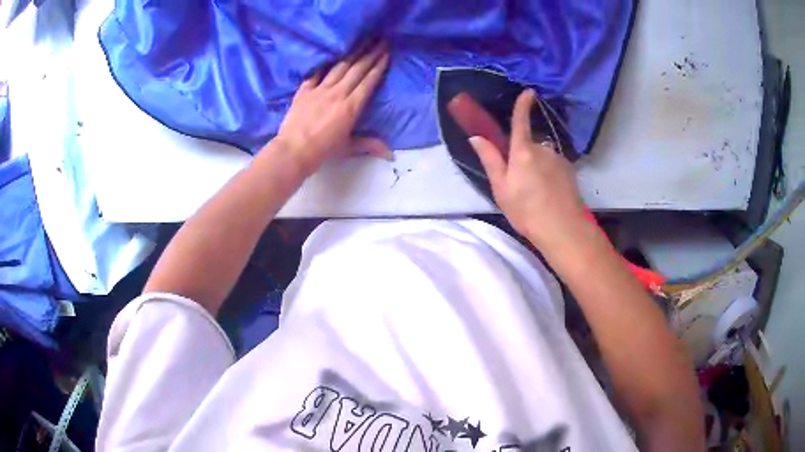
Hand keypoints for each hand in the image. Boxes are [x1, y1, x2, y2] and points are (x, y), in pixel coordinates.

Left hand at [273, 42, 391, 175]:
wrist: (293, 150)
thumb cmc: (323, 150)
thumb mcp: (348, 148)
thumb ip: (370, 145)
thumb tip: (391, 155)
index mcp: (351, 106)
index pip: (368, 81)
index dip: (379, 66)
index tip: (386, 53)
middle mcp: (338, 93)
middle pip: (357, 69)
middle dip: (371, 53)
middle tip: (380, 40)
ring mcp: (320, 89)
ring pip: (340, 66)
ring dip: (353, 53)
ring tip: (362, 41)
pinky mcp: (305, 90)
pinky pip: (317, 72)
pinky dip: (325, 62)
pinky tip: (331, 53)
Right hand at [468, 89, 588, 249]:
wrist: (563, 228)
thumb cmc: (526, 210)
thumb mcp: (501, 189)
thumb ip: (490, 160)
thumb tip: (476, 138)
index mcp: (522, 152)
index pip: (521, 121)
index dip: (523, 105)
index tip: (528, 91)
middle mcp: (543, 149)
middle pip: (529, 144)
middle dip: (522, 156)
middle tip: (518, 183)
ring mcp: (558, 159)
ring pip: (542, 156)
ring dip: (536, 167)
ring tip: (535, 193)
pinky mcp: (569, 170)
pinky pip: (554, 165)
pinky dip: (549, 174)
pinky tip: (548, 194)